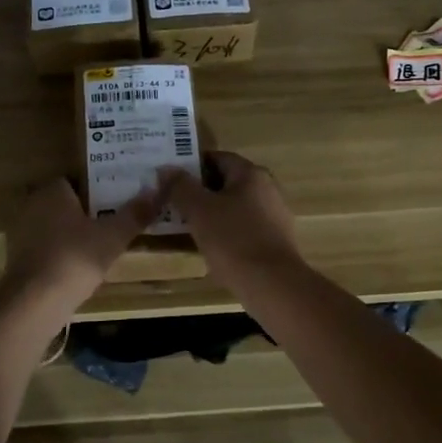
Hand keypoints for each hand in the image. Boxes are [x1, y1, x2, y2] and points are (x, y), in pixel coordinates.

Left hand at [0, 177, 163, 315]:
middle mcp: (32, 206)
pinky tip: (81, 267)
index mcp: (52, 192)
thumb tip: (158, 190)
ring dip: (75, 235)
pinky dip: (63, 254)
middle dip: (88, 212)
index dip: (98, 188)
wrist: (34, 304)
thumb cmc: (74, 259)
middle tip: (116, 221)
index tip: (118, 199)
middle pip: (67, 204)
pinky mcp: (19, 260)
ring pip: (57, 227)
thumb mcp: (113, 236)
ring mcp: (22, 234)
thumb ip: (135, 213)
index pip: (76, 180)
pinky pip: (48, 248)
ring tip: (104, 245)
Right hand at [160, 151, 302, 284]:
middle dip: (200, 191)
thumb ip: (180, 186)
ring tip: (187, 226)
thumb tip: (166, 169)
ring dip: (212, 213)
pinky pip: (244, 227)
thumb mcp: (199, 210)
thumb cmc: (233, 240)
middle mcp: (268, 188)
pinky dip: (226, 231)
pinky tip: (211, 247)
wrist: (272, 285)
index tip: (170, 179)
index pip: (217, 158)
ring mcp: (274, 215)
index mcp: (251, 174)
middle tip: (173, 203)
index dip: (192, 165)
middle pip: (227, 182)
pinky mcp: (275, 240)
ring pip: (235, 206)